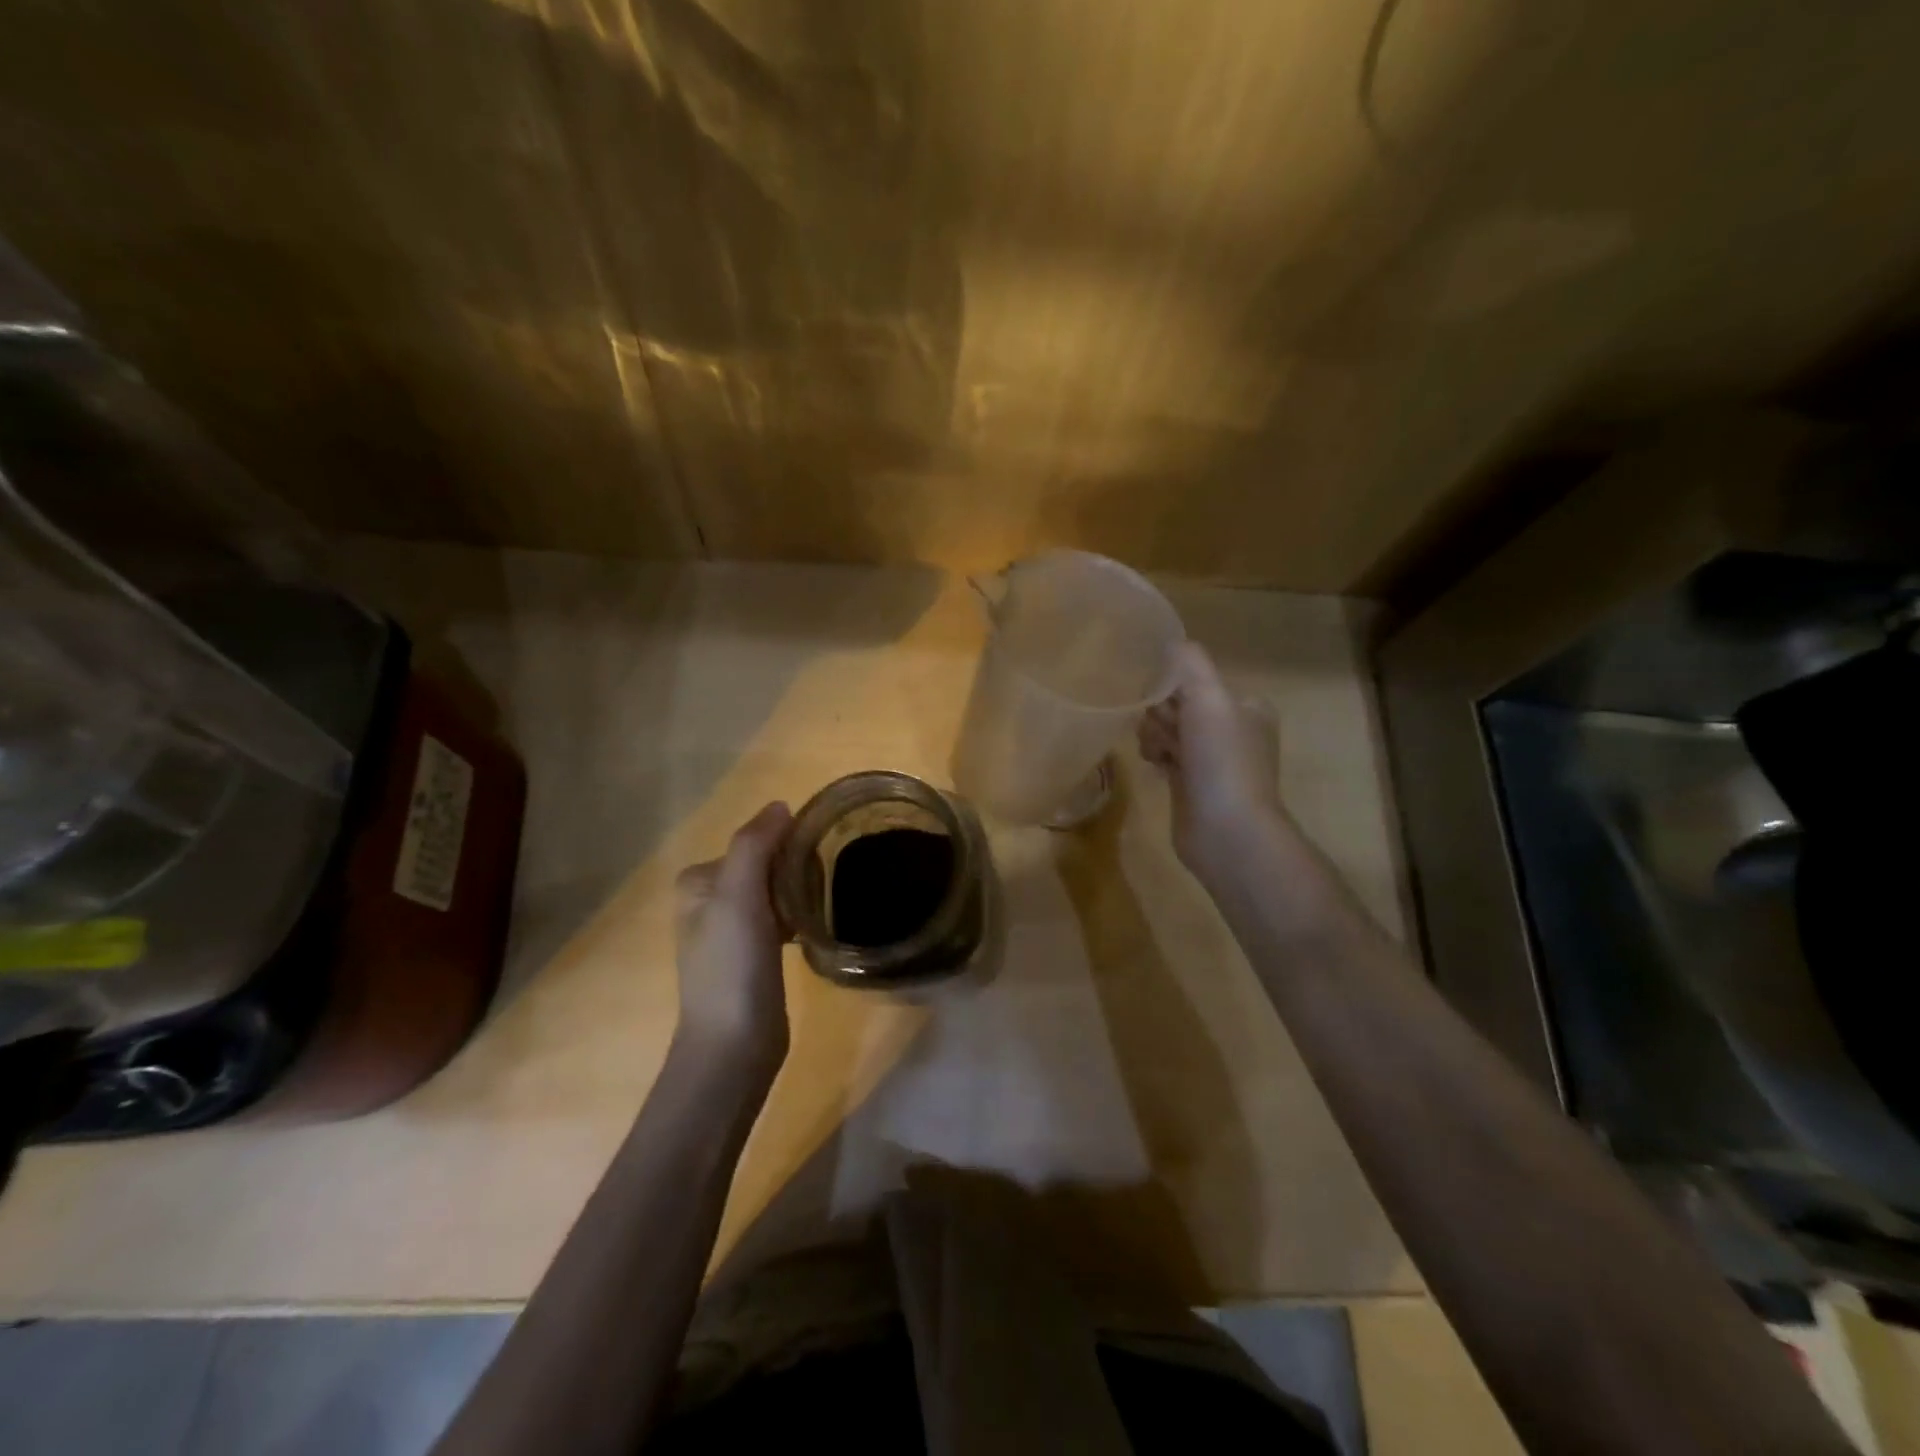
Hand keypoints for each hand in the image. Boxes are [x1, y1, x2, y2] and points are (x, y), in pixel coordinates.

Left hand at [673, 802, 793, 1074]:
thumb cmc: (732, 964)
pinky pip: (780, 918)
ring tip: (820, 906)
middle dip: (794, 870)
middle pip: (765, 865)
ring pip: (775, 891)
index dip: (787, 845)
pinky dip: (797, 917)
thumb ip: (755, 844)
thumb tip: (780, 806)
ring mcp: (730, 930)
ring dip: (798, 893)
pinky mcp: (752, 955)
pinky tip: (811, 930)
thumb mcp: (738, 895)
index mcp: (698, 881)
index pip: (753, 842)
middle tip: (818, 890)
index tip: (813, 863)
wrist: (734, 1044)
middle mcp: (709, 901)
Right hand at [1138, 643, 1282, 878]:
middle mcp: (1232, 730)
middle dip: (1161, 714)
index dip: (1171, 687)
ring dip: (1155, 736)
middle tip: (1165, 733)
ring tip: (1158, 753)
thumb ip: (1188, 663)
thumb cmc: (1222, 760)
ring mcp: (1212, 760)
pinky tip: (1154, 766)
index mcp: (1245, 706)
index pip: (1196, 680)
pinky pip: (1165, 756)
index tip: (1162, 702)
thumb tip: (1168, 641)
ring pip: (1168, 730)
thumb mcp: (1209, 697)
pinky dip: (1156, 756)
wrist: (1227, 831)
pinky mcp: (1191, 785)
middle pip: (1179, 704)